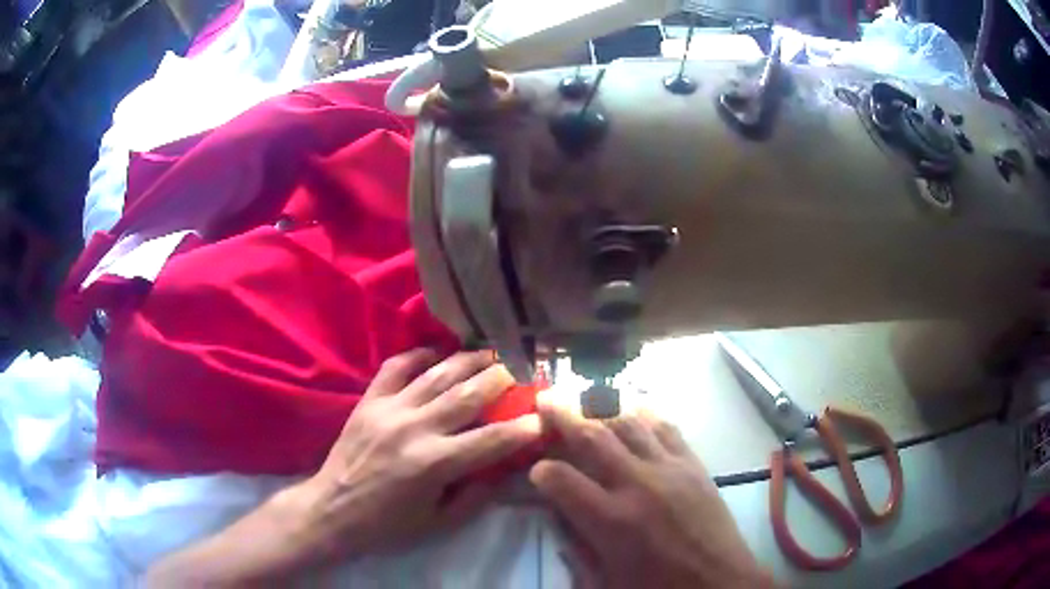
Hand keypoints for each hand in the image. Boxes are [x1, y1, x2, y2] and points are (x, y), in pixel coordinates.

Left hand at [290, 349, 542, 562]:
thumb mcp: (439, 522)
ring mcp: (389, 409)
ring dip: (469, 360)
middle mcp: (414, 428)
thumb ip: (477, 495)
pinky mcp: (369, 400)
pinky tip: (436, 353)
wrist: (333, 509)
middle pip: (468, 394)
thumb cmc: (388, 524)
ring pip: (437, 374)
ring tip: (491, 353)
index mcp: (434, 463)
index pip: (492, 440)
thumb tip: (505, 468)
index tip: (545, 416)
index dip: (524, 428)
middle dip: (502, 379)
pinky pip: (396, 366)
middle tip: (523, 371)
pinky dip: (418, 354)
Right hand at [530, 403, 774, 588]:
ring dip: (602, 409)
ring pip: (629, 423)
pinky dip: (645, 415)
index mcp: (611, 521)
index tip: (536, 471)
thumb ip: (577, 550)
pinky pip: (667, 428)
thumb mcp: (605, 582)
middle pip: (593, 437)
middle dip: (563, 416)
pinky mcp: (694, 465)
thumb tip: (561, 520)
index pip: (561, 480)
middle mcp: (638, 485)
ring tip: (585, 401)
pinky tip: (633, 411)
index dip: (541, 471)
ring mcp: (670, 469)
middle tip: (546, 398)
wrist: (720, 583)